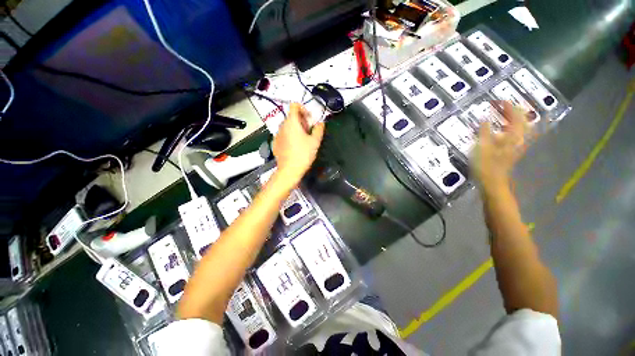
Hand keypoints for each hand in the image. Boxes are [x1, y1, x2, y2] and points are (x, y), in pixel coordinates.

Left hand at [272, 103, 324, 185]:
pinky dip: (289, 136)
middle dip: (301, 121)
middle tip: (308, 132)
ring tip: (302, 141)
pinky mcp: (275, 143)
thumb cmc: (303, 154)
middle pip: (292, 117)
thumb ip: (319, 129)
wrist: (289, 170)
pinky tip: (294, 147)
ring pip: (287, 126)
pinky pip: (283, 135)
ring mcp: (277, 135)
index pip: (294, 105)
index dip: (303, 109)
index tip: (309, 119)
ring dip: (295, 129)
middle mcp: (282, 126)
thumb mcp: (315, 142)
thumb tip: (320, 123)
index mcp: (291, 122)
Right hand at [471, 101, 527, 190]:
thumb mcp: (482, 147)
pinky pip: (513, 135)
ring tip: (503, 114)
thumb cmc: (486, 165)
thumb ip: (484, 131)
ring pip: (519, 128)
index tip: (498, 100)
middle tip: (503, 105)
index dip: (508, 106)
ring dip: (513, 119)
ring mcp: (516, 145)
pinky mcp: (511, 151)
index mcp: (513, 136)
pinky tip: (502, 129)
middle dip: (514, 111)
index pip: (515, 116)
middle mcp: (518, 139)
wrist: (493, 182)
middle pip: (522, 121)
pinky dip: (509, 128)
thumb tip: (484, 118)